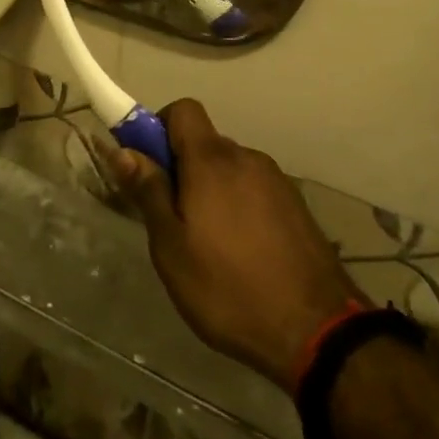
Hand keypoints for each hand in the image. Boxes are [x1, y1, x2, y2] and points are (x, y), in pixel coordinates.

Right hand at [105, 100, 363, 391]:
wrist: (315, 329)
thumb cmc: (228, 288)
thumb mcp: (172, 247)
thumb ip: (149, 192)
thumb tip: (123, 150)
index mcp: (212, 160)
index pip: (182, 110)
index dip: (158, 129)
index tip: (148, 168)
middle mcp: (247, 157)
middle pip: (205, 143)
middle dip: (183, 170)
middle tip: (172, 220)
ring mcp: (276, 180)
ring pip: (230, 169)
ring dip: (212, 191)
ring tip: (208, 246)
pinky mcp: (296, 205)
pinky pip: (254, 190)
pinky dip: (240, 207)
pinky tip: (242, 253)